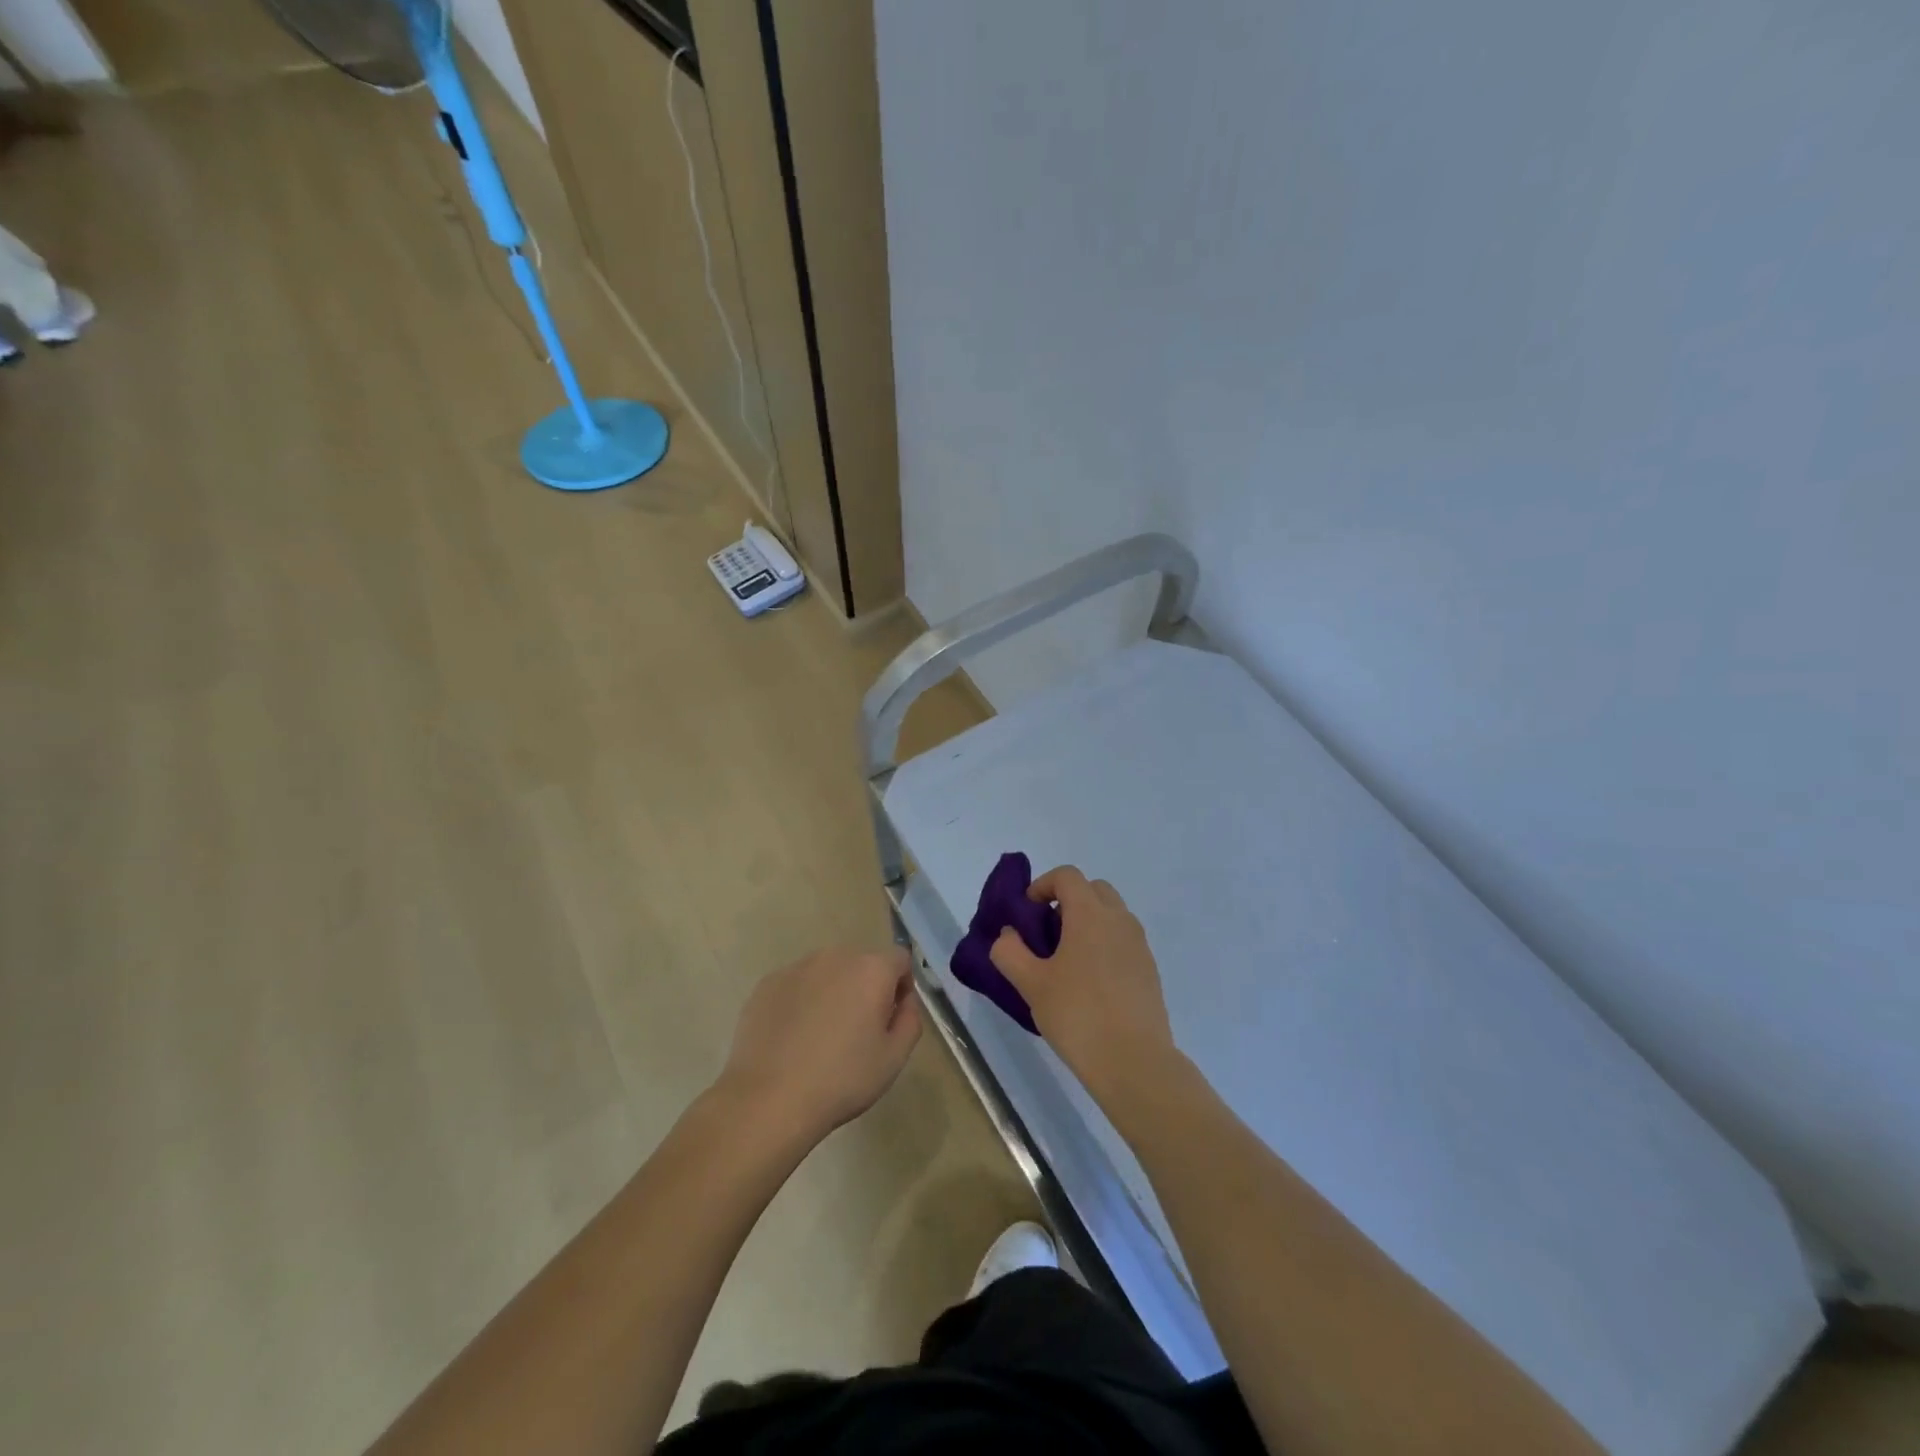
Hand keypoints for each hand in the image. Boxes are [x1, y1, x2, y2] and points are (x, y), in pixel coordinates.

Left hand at [715, 946, 922, 1148]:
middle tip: (856, 1032)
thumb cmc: (842, 1079)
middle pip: (862, 963)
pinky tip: (793, 1038)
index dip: (901, 987)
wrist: (770, 1099)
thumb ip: (910, 1019)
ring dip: (832, 992)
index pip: (899, 960)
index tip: (889, 1019)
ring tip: (820, 1037)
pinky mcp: (767, 983)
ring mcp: (797, 967)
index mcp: (871, 969)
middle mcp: (835, 956)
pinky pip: (797, 985)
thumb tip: (904, 999)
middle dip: (865, 988)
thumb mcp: (894, 1057)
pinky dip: (801, 1001)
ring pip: (827, 972)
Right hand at [990, 867, 1178, 1104]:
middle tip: (1047, 933)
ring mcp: (1139, 945)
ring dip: (1088, 923)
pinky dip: (1105, 945)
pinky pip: (1123, 941)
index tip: (1027, 913)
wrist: (1134, 1062)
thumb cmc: (1078, 1015)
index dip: (1043, 885)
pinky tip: (1090, 984)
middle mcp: (1119, 920)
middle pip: (1094, 890)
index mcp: (1090, 914)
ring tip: (1067, 961)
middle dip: (1068, 901)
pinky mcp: (1150, 970)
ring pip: (1112, 915)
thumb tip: (1008, 935)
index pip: (1067, 876)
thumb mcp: (1031, 984)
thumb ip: (1010, 952)